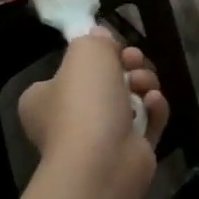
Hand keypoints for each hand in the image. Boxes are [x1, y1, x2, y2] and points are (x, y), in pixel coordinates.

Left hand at [19, 29, 168, 190]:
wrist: (103, 160)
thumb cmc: (85, 100)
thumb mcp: (86, 51)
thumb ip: (95, 39)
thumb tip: (102, 38)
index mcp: (44, 98)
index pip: (69, 69)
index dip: (95, 54)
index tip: (113, 45)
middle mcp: (67, 120)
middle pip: (105, 80)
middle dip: (127, 65)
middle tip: (134, 61)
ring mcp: (99, 140)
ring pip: (129, 98)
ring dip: (143, 83)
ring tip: (144, 85)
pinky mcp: (129, 153)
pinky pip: (146, 122)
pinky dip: (154, 109)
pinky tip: (153, 103)